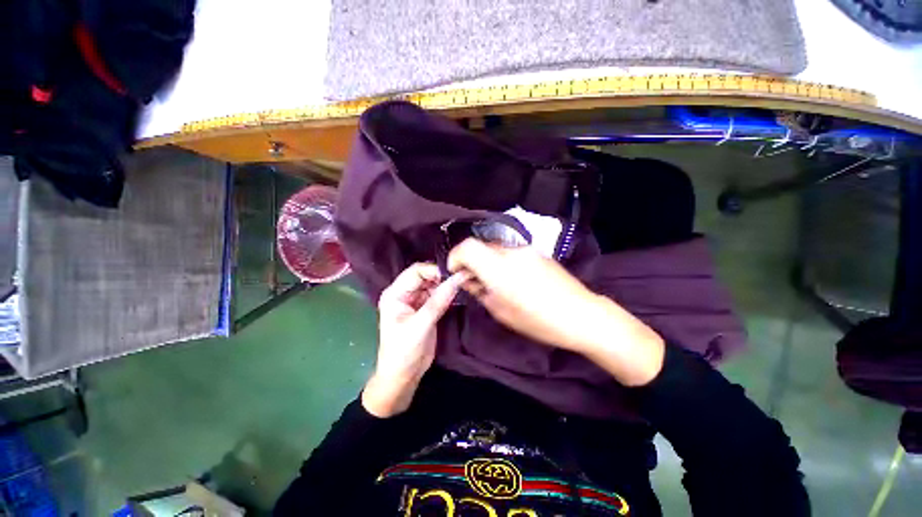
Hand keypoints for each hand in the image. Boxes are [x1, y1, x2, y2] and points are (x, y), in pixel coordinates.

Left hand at [362, 263, 466, 416]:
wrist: (404, 376)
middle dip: (442, 277)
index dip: (434, 270)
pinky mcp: (426, 309)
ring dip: (447, 285)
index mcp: (395, 294)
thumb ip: (439, 301)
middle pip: (425, 276)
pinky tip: (459, 294)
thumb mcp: (420, 325)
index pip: (415, 272)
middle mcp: (404, 294)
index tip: (454, 274)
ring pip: (433, 285)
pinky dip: (448, 295)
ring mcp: (416, 301)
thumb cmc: (404, 352)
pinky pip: (438, 296)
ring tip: (463, 284)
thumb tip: (457, 279)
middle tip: (462, 278)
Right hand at [448, 238, 664, 385]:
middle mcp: (511, 252)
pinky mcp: (538, 252)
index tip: (456, 272)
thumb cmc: (538, 320)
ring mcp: (527, 249)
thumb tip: (468, 280)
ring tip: (495, 282)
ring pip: (496, 249)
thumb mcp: (501, 311)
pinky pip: (511, 252)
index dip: (455, 256)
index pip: (466, 246)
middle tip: (474, 280)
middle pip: (480, 246)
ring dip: (487, 261)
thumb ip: (480, 291)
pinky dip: (503, 262)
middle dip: (471, 261)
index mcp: (499, 268)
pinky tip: (513, 279)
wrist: (582, 315)